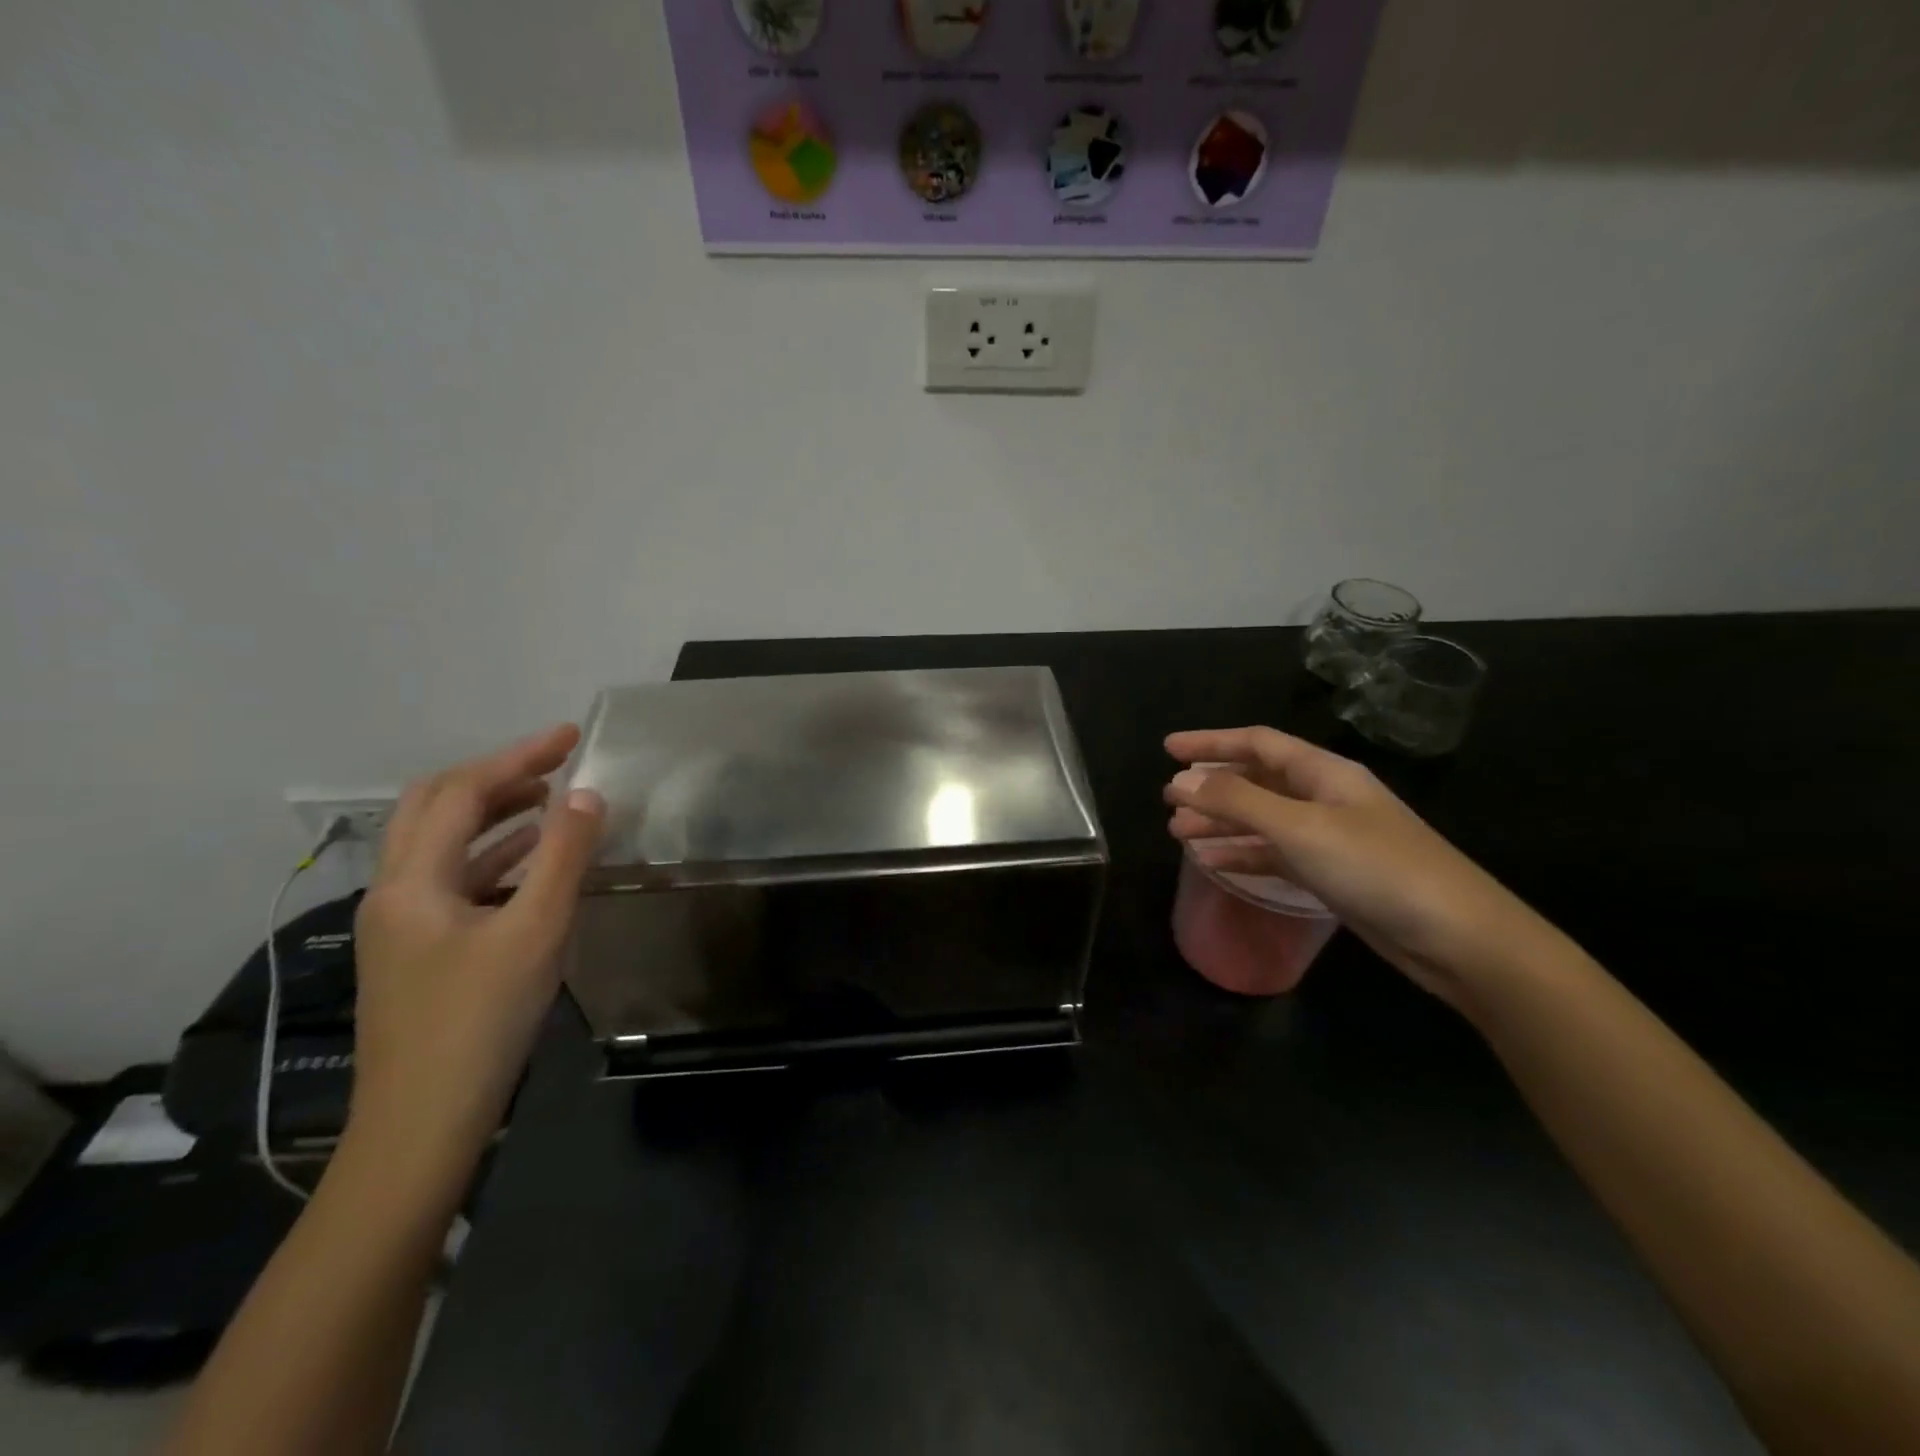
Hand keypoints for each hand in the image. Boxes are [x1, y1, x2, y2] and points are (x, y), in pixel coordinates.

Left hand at [346, 724, 605, 1186]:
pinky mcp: (420, 952)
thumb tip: (587, 794)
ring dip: (495, 813)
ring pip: (444, 845)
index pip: (460, 792)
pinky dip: (496, 856)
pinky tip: (534, 864)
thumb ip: (563, 857)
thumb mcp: (535, 932)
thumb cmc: (479, 1022)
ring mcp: (403, 925)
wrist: (422, 1125)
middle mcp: (395, 892)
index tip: (571, 737)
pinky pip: (456, 881)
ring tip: (552, 801)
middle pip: (435, 808)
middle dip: (498, 776)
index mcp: (412, 881)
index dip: (517, 757)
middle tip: (557, 763)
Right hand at [1164, 727, 1543, 1008]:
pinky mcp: (1333, 874)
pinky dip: (1244, 855)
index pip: (1258, 743)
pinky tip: (1214, 864)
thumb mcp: (1300, 828)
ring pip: (1263, 820)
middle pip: (1258, 780)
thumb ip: (1238, 801)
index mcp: (1324, 773)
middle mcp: (1325, 798)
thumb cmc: (1377, 868)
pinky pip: (1276, 854)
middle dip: (1212, 786)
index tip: (1168, 749)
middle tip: (1168, 798)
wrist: (1458, 938)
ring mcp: (1330, 838)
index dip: (1211, 742)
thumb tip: (1181, 781)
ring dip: (1221, 822)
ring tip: (1178, 832)